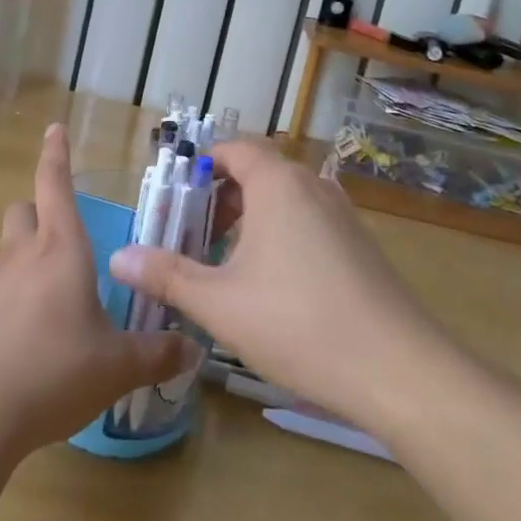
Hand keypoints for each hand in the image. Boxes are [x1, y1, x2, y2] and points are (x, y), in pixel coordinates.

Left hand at [0, 124, 198, 459]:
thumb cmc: (52, 372)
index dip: (56, 154)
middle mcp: (21, 253)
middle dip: (41, 214)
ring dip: (22, 257)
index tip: (53, 129)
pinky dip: (2, 296)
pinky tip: (15, 336)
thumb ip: (156, 354)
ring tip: (43, 300)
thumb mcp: (115, 368)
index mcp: (61, 249)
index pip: (56, 184)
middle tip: (62, 243)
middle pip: (24, 210)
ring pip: (4, 248)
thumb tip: (193, 349)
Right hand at [109, 136, 444, 427]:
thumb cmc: (298, 324)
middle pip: (258, 172)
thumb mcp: (219, 303)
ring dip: (252, 219)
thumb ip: (166, 275)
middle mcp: (312, 186)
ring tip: (227, 262)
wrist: (401, 372)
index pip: (233, 149)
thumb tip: (118, 258)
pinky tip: (273, 286)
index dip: (201, 166)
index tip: (177, 200)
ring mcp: (343, 215)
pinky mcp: (362, 246)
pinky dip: (282, 235)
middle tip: (195, 235)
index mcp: (278, 184)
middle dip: (221, 198)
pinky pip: (310, 222)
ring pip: (285, 199)